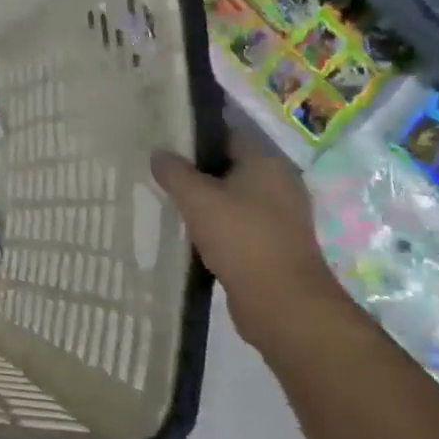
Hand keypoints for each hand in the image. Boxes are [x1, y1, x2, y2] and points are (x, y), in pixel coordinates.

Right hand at [151, 134, 359, 353]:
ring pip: (230, 197)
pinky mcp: (271, 244)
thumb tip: (158, 152)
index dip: (193, 135)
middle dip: (193, 169)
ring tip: (166, 200)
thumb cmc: (242, 239)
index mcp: (267, 164)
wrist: (282, 303)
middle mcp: (278, 184)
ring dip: (202, 199)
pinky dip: (213, 224)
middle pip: (227, 166)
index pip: (226, 135)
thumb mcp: (198, 199)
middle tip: (156, 170)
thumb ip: (174, 172)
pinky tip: (187, 230)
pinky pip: (235, 223)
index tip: (161, 140)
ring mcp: (278, 216)